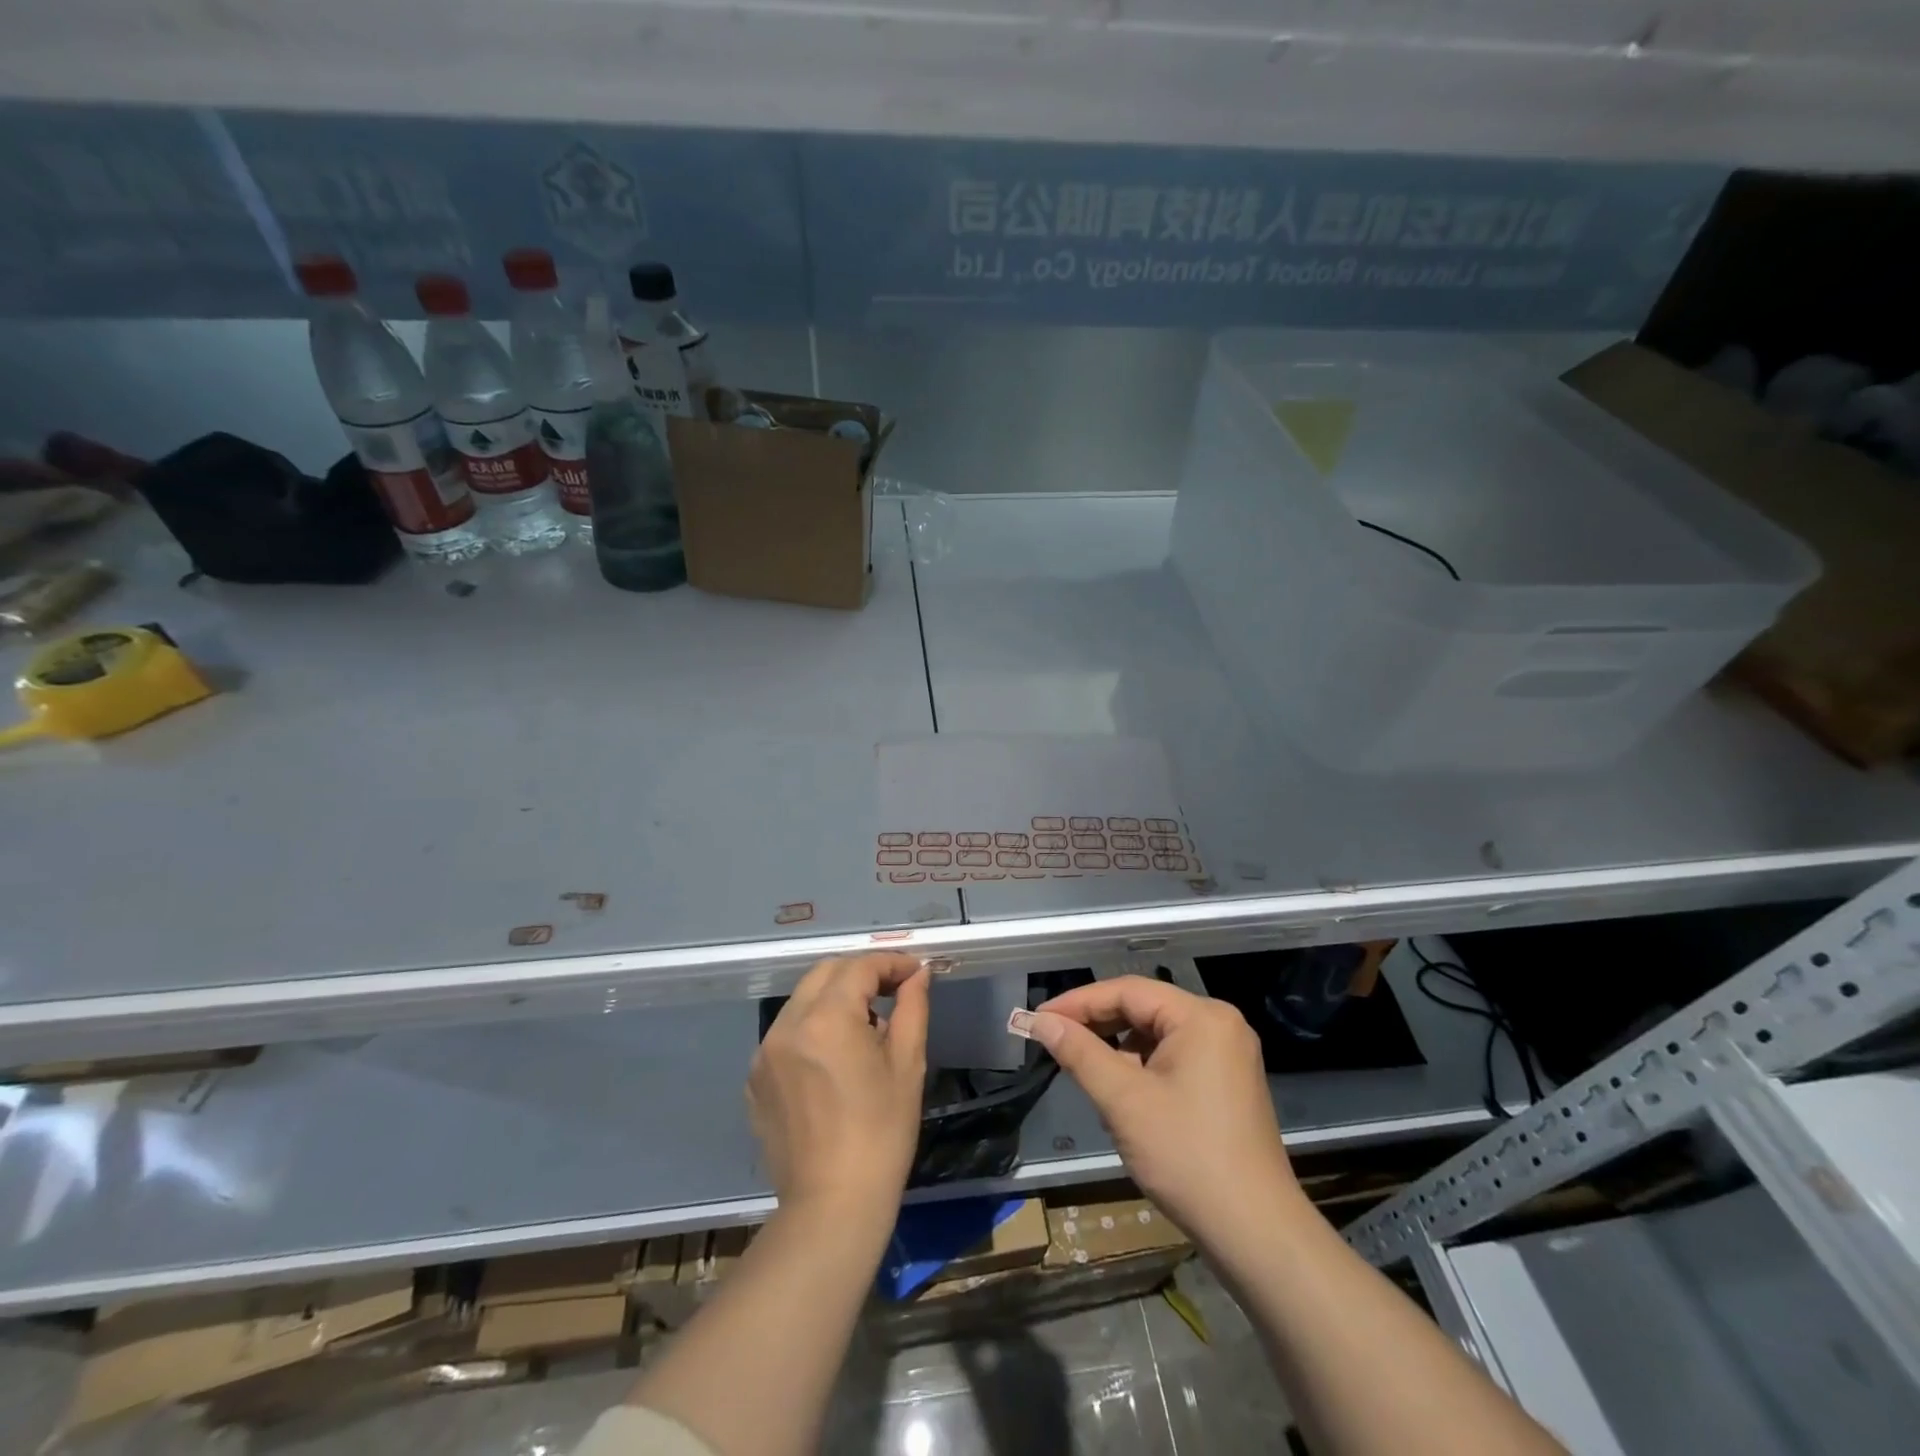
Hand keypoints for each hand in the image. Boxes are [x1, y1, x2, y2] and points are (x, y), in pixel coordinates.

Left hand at [748, 953, 928, 1219]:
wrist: (832, 1206)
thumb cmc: (882, 1134)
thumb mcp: (907, 1065)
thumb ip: (912, 1007)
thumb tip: (918, 974)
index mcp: (826, 1019)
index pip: (860, 967)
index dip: (891, 963)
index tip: (915, 972)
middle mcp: (787, 1025)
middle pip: (825, 973)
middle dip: (861, 973)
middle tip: (893, 991)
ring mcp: (764, 1053)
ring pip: (802, 1000)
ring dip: (835, 998)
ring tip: (865, 1027)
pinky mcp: (754, 1079)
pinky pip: (786, 1033)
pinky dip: (811, 1028)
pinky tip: (834, 1058)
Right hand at [1030, 976, 1299, 1248]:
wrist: (1256, 1234)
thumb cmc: (1187, 1157)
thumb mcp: (1124, 1101)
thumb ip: (1080, 1053)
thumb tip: (1040, 1021)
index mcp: (1202, 1017)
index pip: (1128, 991)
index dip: (1079, 1002)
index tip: (1038, 1018)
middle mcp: (1220, 1024)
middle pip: (1144, 1009)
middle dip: (1097, 1025)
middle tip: (1053, 1040)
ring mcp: (1228, 1054)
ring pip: (1156, 1035)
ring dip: (1117, 1049)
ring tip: (1083, 1069)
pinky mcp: (1227, 1083)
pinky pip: (1173, 1057)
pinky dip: (1141, 1068)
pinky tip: (1120, 1094)